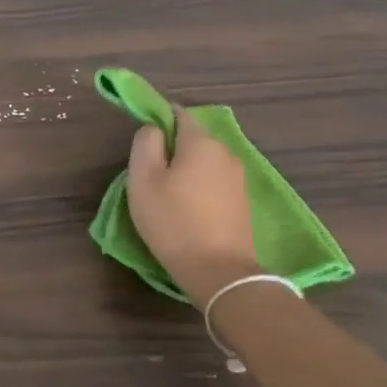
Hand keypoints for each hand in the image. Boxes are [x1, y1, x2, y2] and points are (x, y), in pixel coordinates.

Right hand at [127, 110, 259, 303]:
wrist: (221, 274)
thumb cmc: (174, 221)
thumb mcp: (143, 179)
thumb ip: (145, 143)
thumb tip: (154, 129)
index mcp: (201, 142)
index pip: (178, 113)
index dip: (158, 121)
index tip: (144, 146)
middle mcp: (225, 152)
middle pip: (193, 138)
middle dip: (171, 149)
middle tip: (150, 176)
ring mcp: (238, 178)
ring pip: (204, 161)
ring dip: (186, 170)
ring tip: (168, 197)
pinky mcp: (243, 202)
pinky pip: (215, 182)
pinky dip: (200, 188)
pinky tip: (189, 211)